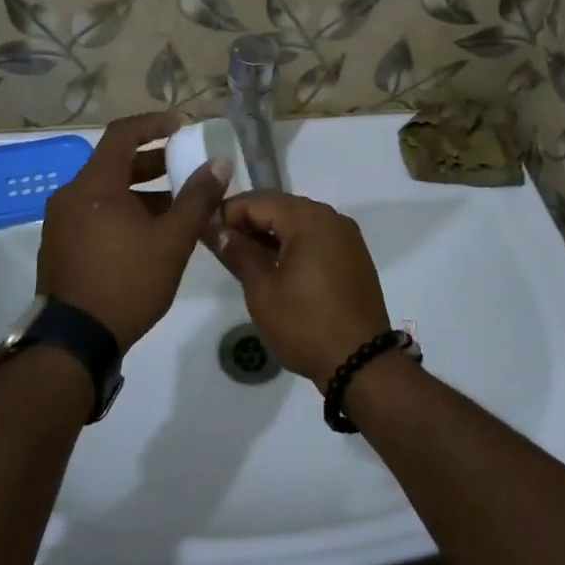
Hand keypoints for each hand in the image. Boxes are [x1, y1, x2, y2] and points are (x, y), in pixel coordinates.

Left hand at [38, 112, 229, 350]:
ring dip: (140, 191)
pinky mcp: (59, 245)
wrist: (75, 341)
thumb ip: (198, 198)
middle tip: (185, 168)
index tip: (182, 127)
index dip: (154, 124)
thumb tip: (220, 163)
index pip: (123, 133)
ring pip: (105, 191)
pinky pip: (94, 212)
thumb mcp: (172, 240)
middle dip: (153, 162)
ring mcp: (60, 221)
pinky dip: (121, 210)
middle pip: (114, 162)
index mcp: (95, 185)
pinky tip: (147, 234)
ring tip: (175, 207)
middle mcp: (71, 195)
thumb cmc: (128, 282)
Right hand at [207, 193, 391, 381]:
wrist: (361, 363)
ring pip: (298, 223)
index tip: (203, 230)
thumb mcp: (262, 290)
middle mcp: (332, 218)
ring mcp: (346, 237)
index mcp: (309, 219)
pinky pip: (316, 238)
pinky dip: (292, 245)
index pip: (257, 201)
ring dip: (269, 235)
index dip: (227, 212)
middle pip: (280, 207)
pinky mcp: (353, 256)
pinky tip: (273, 266)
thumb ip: (237, 252)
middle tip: (219, 245)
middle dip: (248, 222)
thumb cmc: (305, 324)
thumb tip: (212, 227)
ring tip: (241, 257)